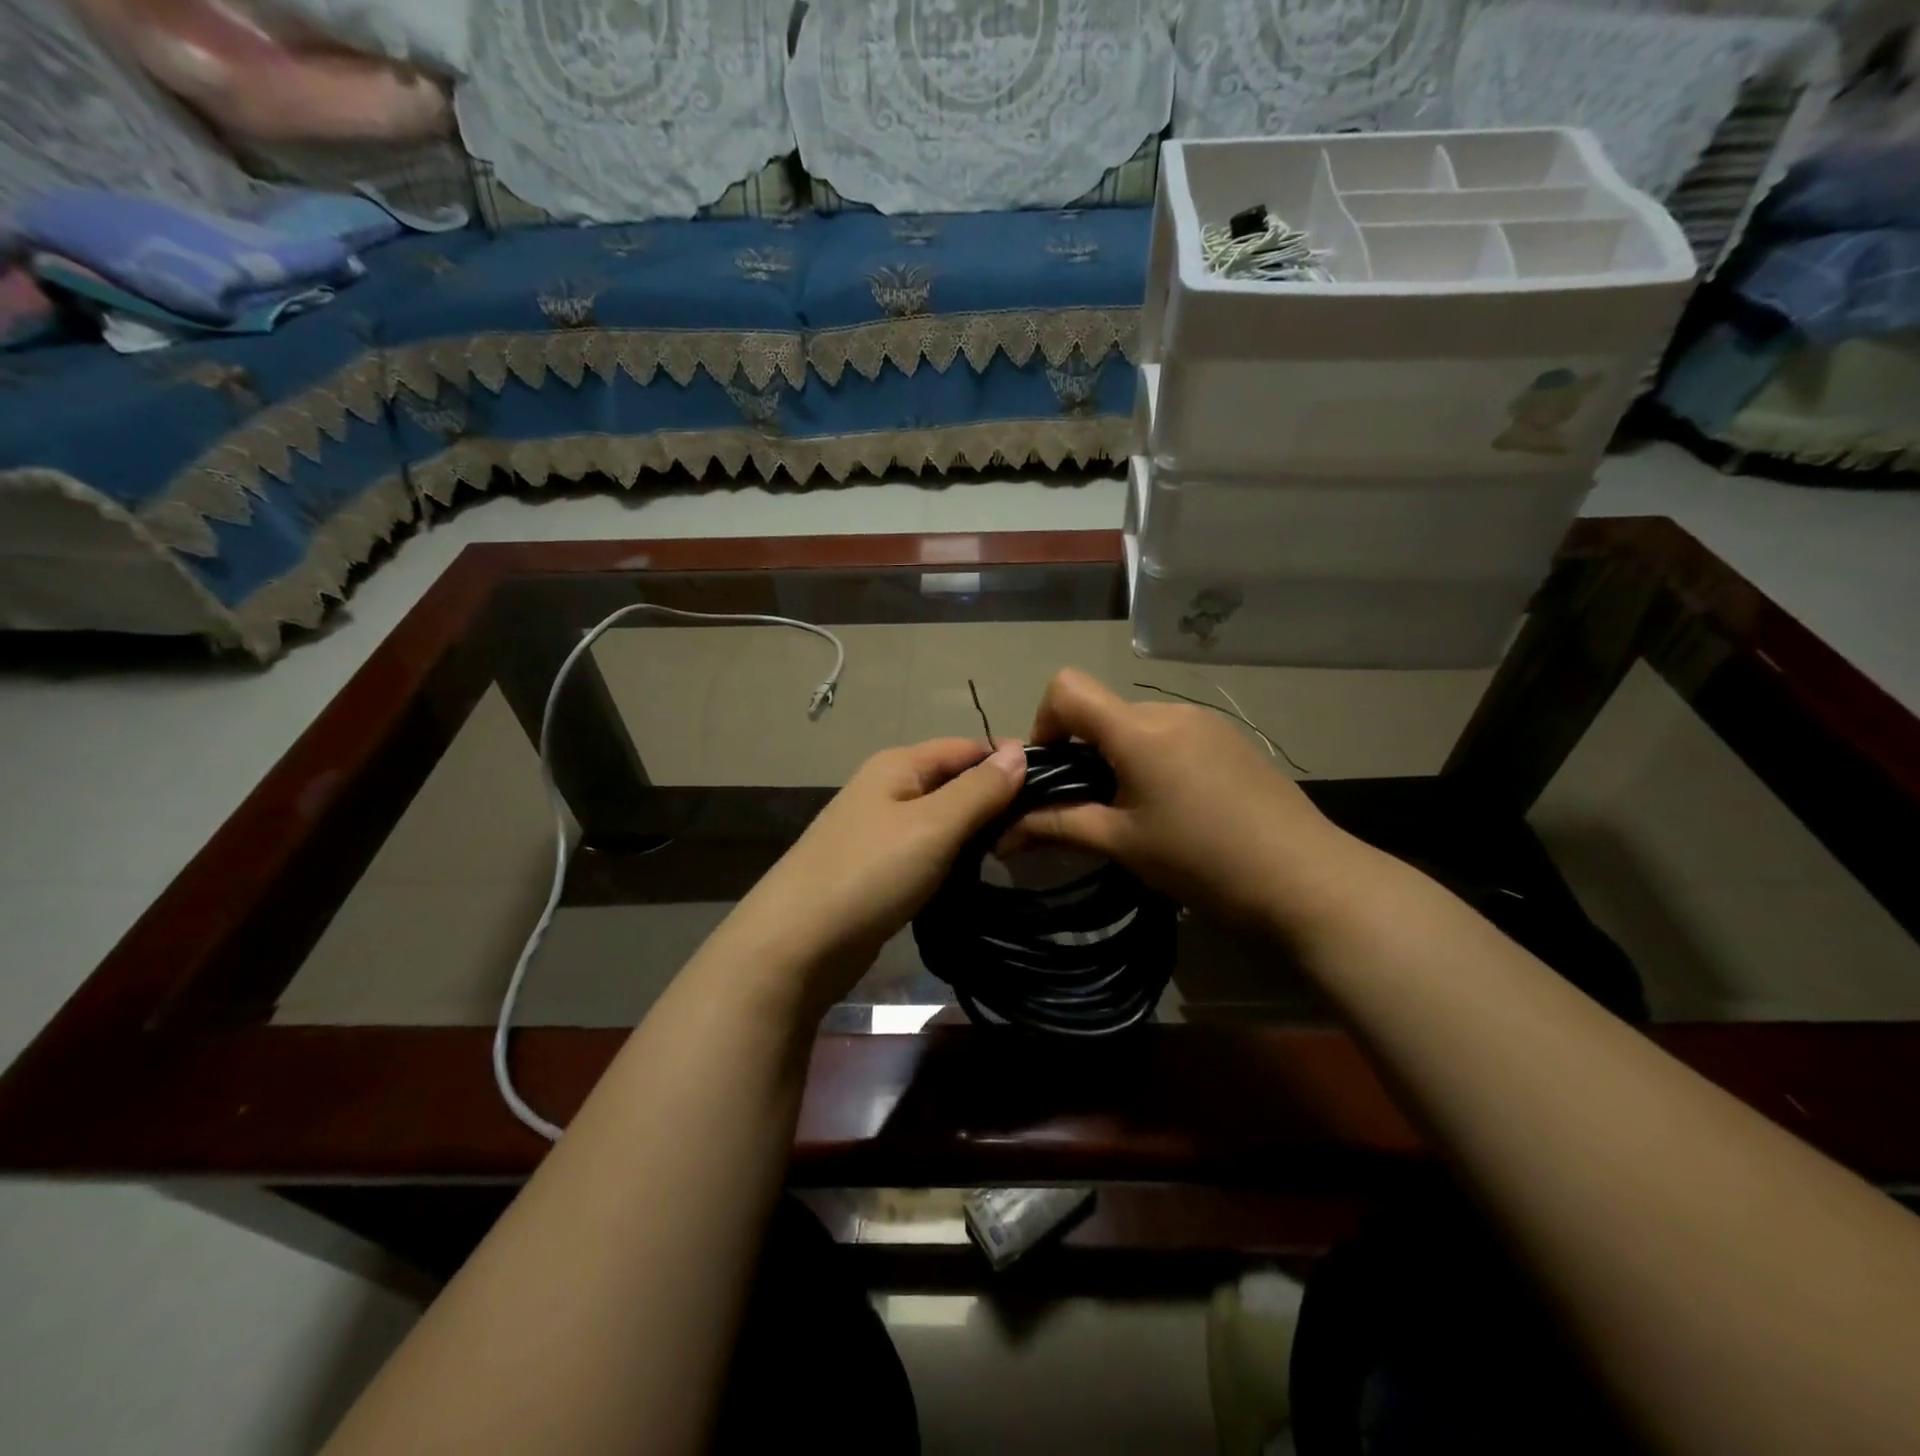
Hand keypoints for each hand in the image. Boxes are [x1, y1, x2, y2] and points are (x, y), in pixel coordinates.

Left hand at [715, 737, 1026, 1014]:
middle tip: (1040, 829)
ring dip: (976, 833)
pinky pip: (927, 851)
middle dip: (996, 800)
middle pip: (954, 782)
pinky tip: (976, 876)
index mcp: (898, 765)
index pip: (967, 747)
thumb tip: (1020, 750)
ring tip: (1018, 852)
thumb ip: (978, 789)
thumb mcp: (933, 826)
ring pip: (943, 820)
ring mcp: (879, 831)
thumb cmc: (869, 874)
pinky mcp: (878, 869)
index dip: (1008, 762)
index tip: (1054, 788)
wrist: (796, 945)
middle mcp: (888, 788)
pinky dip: (953, 859)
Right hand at [1006, 669, 1354, 932]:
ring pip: (1139, 724)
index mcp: (1138, 731)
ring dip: (1120, 757)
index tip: (1053, 772)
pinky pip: (1173, 735)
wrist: (1306, 879)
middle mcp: (1170, 712)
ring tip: (1140, 812)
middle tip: (1093, 807)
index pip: (1066, 688)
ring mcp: (1206, 722)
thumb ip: (1058, 826)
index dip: (1045, 722)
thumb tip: (1003, 833)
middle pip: (1103, 710)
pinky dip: (1155, 759)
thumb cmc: (1202, 861)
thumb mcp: (1122, 844)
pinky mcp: (1231, 739)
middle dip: (1083, 751)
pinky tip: (1179, 807)